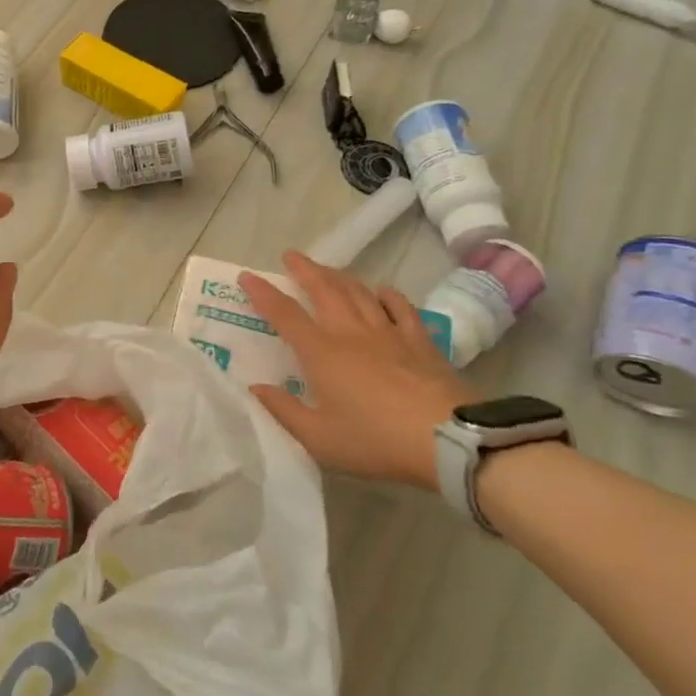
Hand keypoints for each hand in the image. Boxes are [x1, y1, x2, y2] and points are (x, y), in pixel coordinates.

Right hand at [238, 251, 470, 488]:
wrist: (449, 440)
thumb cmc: (376, 441)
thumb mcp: (319, 439)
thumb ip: (284, 411)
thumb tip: (256, 388)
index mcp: (321, 352)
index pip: (284, 313)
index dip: (263, 293)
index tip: (247, 276)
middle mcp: (350, 332)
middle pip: (324, 289)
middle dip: (304, 269)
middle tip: (291, 255)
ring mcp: (388, 332)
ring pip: (359, 292)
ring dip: (339, 276)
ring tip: (327, 269)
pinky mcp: (420, 341)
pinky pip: (401, 307)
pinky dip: (387, 295)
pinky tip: (382, 291)